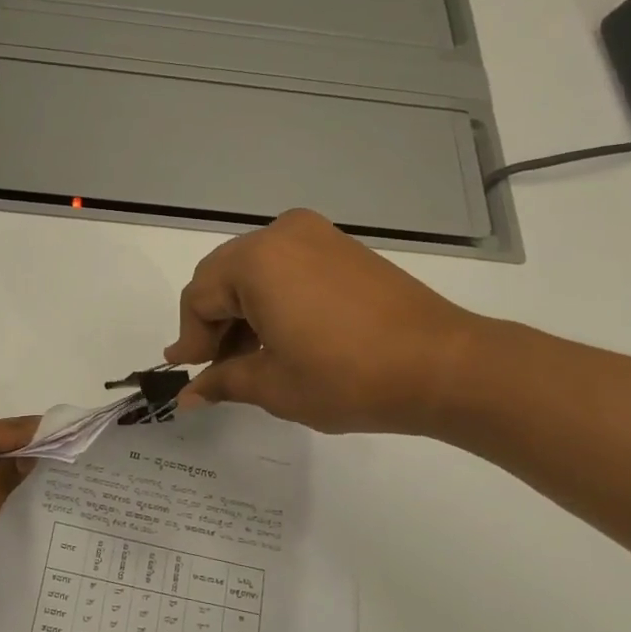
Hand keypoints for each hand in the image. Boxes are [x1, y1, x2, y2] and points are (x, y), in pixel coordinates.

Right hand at [164, 209, 485, 434]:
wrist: (443, 365)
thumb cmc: (346, 377)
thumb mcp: (274, 385)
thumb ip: (222, 382)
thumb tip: (187, 396)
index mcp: (256, 261)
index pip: (199, 297)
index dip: (190, 339)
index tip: (190, 374)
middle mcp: (281, 235)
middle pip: (222, 277)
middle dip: (213, 323)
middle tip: (216, 368)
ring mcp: (317, 236)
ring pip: (254, 272)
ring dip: (242, 312)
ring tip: (250, 359)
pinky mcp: (343, 248)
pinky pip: (287, 268)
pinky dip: (272, 300)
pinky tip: (281, 337)